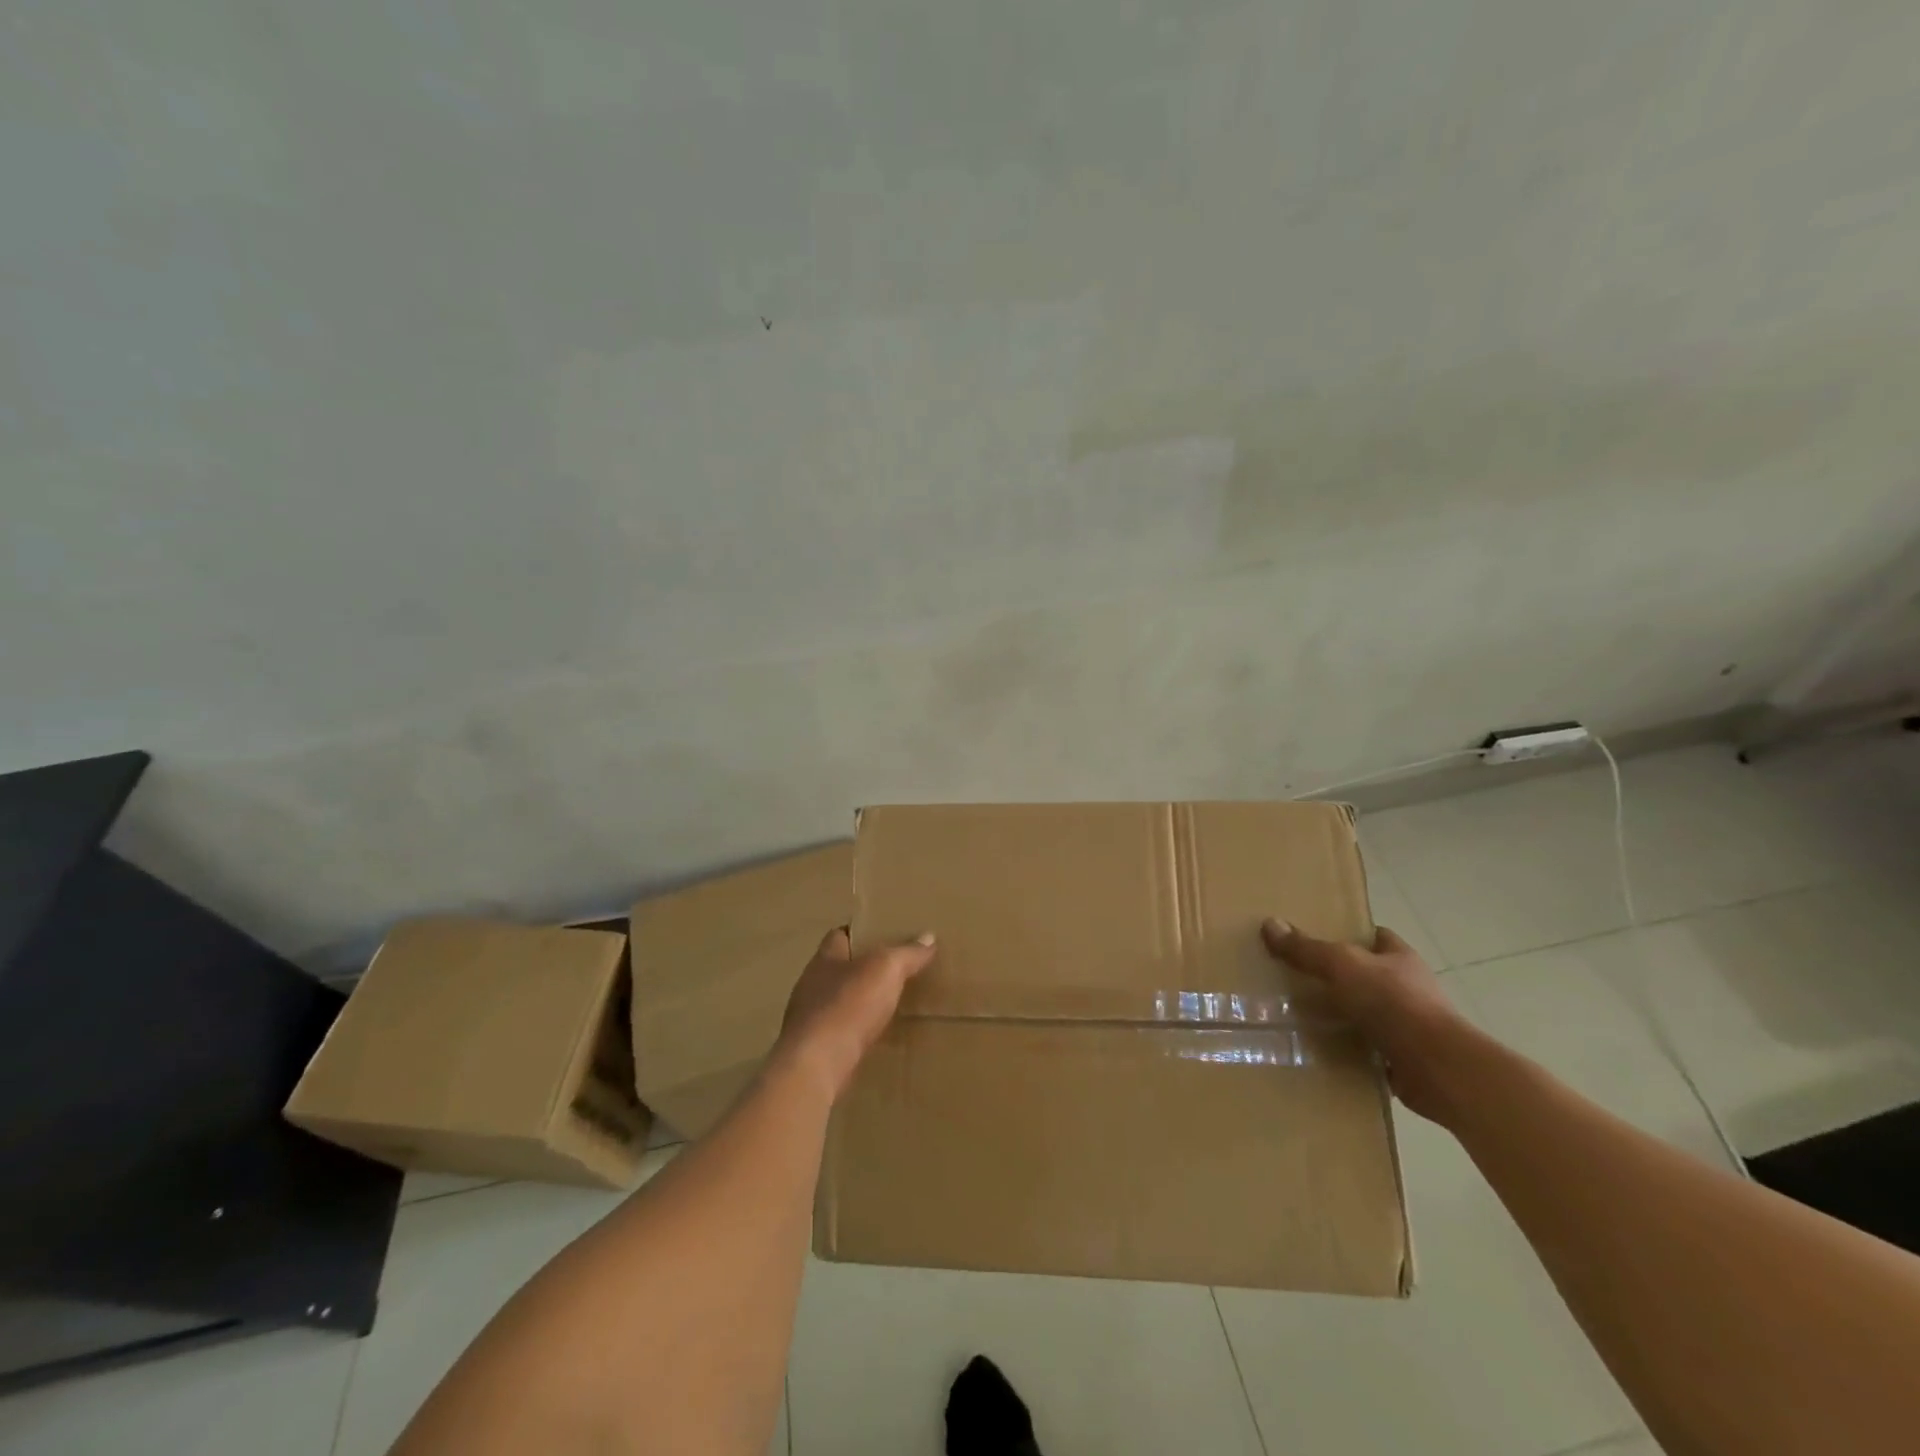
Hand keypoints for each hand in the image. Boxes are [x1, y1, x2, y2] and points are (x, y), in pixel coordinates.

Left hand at [773, 928, 935, 1101]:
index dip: (860, 933)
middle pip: (839, 968)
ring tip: (887, 1003)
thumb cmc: (848, 1005)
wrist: (817, 1065)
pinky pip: (839, 1031)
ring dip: (858, 1002)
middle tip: (893, 969)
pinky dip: (855, 1030)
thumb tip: (928, 937)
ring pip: (838, 1001)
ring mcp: (809, 1018)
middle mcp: (812, 984)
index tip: (883, 935)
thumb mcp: (886, 970)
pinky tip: (874, 1036)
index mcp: (824, 958)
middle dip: (862, 968)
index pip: (839, 935)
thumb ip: (907, 953)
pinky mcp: (814, 1048)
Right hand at [1261, 918, 1463, 1122]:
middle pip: (1367, 974)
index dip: (1350, 934)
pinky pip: (1367, 1048)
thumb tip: (1270, 923)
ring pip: (1366, 1012)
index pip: (1375, 936)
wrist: (1438, 1068)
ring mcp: (1409, 1025)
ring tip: (1299, 1014)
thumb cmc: (1393, 1003)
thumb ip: (1307, 948)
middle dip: (1337, 977)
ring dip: (1341, 1015)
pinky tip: (1318, 1049)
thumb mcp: (1342, 965)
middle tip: (1296, 977)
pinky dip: (1347, 1049)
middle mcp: (1409, 988)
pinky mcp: (1403, 1058)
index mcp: (1400, 958)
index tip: (1317, 937)